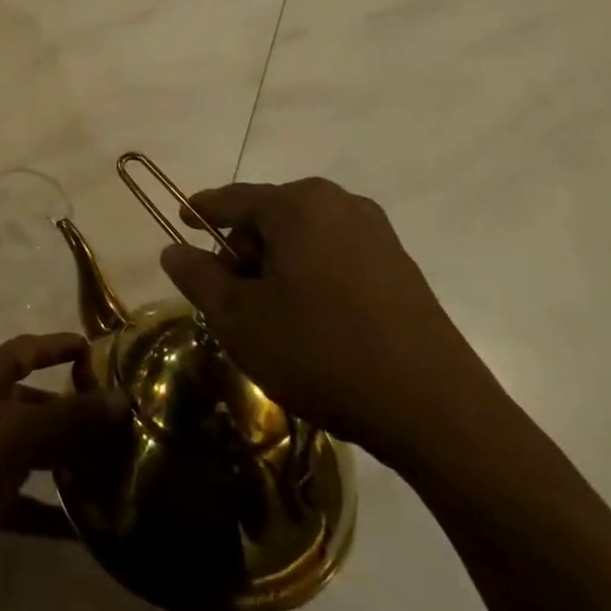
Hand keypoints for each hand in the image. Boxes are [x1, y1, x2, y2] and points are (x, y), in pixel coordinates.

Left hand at [0, 332, 118, 594]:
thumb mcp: (17, 429)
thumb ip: (69, 416)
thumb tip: (120, 398)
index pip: (26, 350)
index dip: (56, 346)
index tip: (93, 349)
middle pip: (33, 401)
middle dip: (70, 407)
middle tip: (117, 418)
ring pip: (33, 449)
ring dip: (66, 456)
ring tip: (112, 464)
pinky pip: (27, 501)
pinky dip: (53, 511)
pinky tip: (87, 526)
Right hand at [161, 179, 493, 470]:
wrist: (436, 412)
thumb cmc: (322, 351)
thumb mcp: (241, 319)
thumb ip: (199, 277)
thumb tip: (174, 250)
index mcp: (299, 204)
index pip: (233, 198)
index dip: (202, 210)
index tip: (181, 221)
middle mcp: (340, 204)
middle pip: (271, 218)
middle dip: (245, 253)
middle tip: (232, 301)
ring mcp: (378, 235)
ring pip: (305, 240)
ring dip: (279, 270)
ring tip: (273, 321)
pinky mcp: (402, 269)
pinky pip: (338, 259)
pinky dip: (314, 280)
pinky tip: (316, 327)